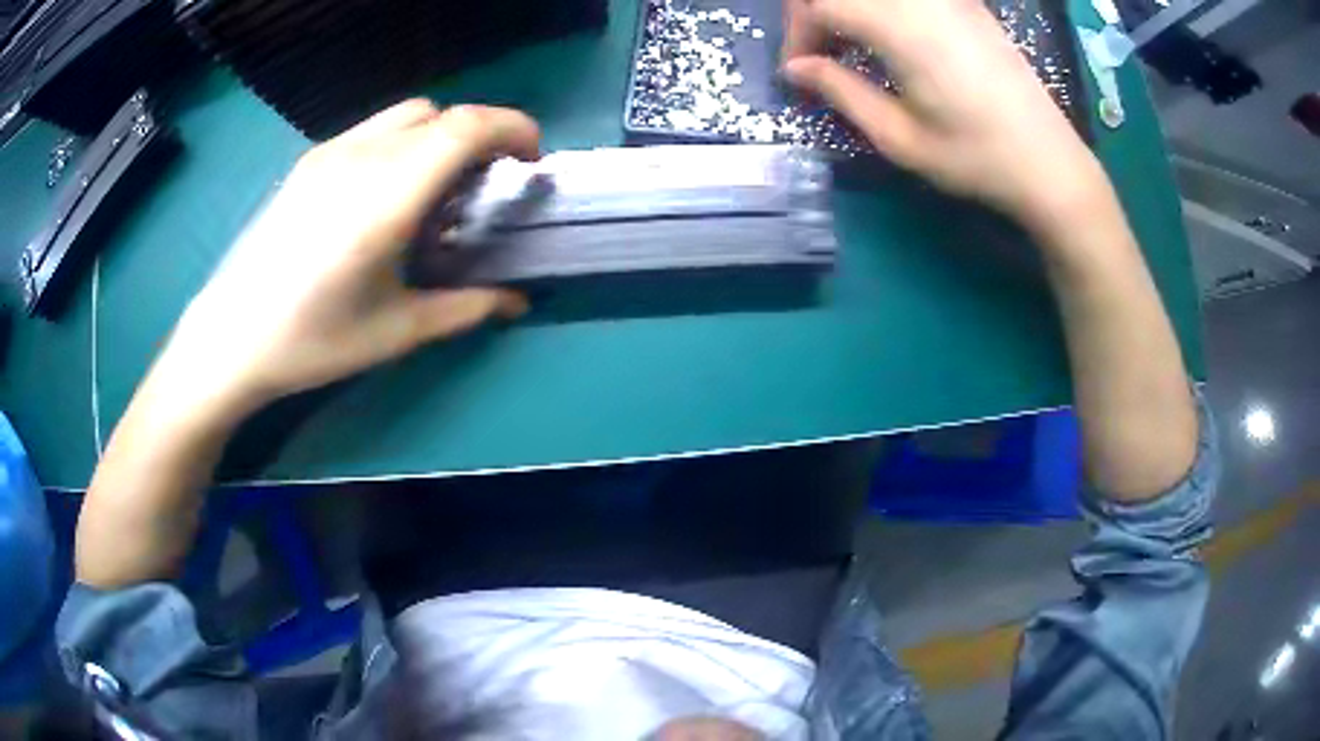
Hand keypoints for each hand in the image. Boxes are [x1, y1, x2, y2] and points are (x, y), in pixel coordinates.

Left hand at [163, 100, 537, 416]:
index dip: (514, 128)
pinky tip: (387, 195)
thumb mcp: (396, 332)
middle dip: (480, 135)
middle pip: (441, 113)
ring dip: (439, 136)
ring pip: (405, 115)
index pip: (466, 126)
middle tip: (486, 184)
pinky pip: (373, 130)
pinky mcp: (309, 162)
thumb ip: (466, 309)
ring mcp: (329, 153)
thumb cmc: (312, 341)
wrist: (229, 338)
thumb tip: (517, 302)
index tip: (531, 161)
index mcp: (387, 194)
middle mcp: (361, 156)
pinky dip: (403, 143)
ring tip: (436, 190)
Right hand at [782, 0, 1107, 230]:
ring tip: (851, 45)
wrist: (1050, 164)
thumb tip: (797, 68)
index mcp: (900, 26)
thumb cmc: (975, 159)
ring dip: (850, 9)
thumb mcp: (899, 138)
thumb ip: (840, 91)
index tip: (800, 72)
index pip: (819, 4)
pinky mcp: (967, 4)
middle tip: (818, 53)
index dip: (797, 34)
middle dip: (816, 12)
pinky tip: (890, 37)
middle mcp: (922, 0)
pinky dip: (883, 9)